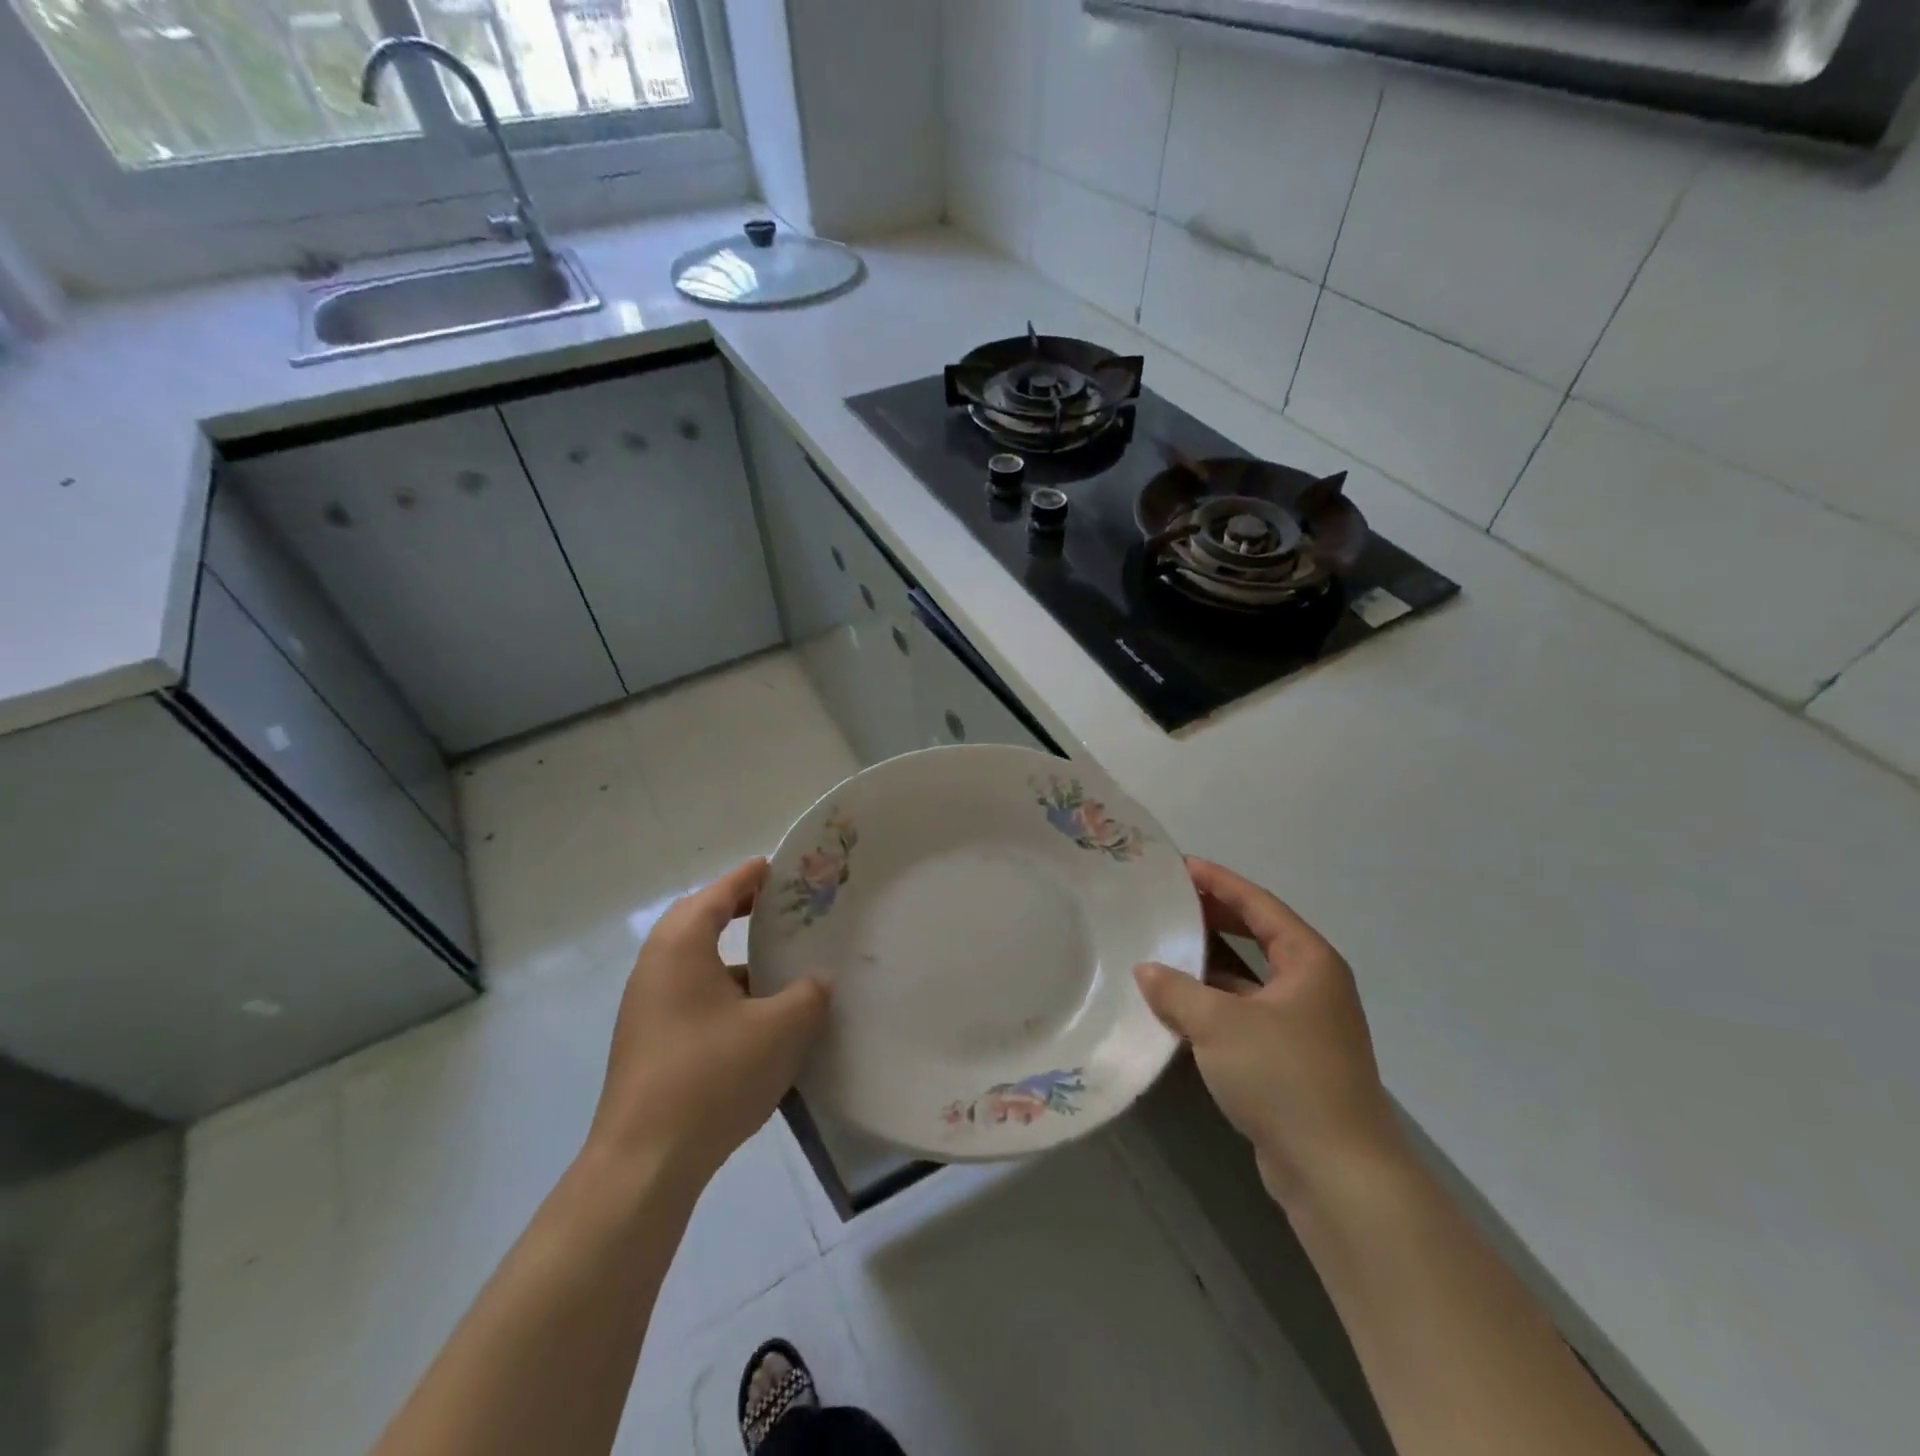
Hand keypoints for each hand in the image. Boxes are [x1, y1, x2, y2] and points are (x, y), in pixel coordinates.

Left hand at [588, 858, 829, 1187]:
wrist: (644, 1163)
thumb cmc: (712, 1076)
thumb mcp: (780, 1029)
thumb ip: (808, 994)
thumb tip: (818, 980)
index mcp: (682, 945)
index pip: (719, 893)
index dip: (750, 876)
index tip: (779, 867)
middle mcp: (655, 966)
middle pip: (698, 920)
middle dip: (738, 910)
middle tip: (778, 910)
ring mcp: (646, 1007)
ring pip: (694, 962)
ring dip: (733, 957)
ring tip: (777, 966)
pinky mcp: (648, 1042)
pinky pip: (690, 995)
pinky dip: (722, 991)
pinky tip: (756, 1019)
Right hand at [1134, 857, 1404, 1208]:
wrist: (1336, 1173)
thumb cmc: (1283, 1077)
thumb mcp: (1219, 1024)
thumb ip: (1176, 990)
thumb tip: (1146, 971)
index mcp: (1309, 961)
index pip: (1259, 904)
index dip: (1219, 882)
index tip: (1180, 866)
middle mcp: (1312, 986)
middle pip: (1257, 936)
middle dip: (1213, 918)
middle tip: (1168, 903)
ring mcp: (1304, 1025)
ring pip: (1249, 979)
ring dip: (1210, 965)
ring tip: (1163, 948)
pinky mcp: (1291, 1061)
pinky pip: (1245, 1014)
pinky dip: (1214, 1005)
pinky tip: (1177, 1006)